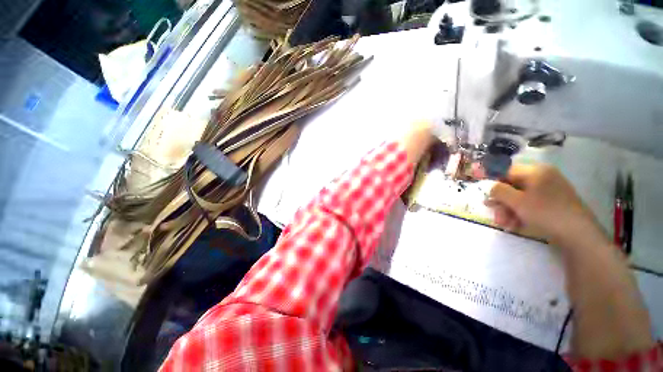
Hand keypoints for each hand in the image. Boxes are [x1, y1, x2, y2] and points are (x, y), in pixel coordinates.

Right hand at [486, 163, 606, 248]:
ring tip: (505, 224)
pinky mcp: (554, 202)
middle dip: (502, 202)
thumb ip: (498, 191)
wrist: (579, 235)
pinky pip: (531, 204)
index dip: (493, 181)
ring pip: (521, 197)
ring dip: (509, 210)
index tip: (485, 194)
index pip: (507, 171)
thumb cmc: (545, 213)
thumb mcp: (516, 201)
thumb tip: (491, 186)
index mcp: (535, 171)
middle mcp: (543, 177)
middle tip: (495, 214)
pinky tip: (516, 225)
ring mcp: (550, 190)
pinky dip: (521, 213)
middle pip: (513, 186)